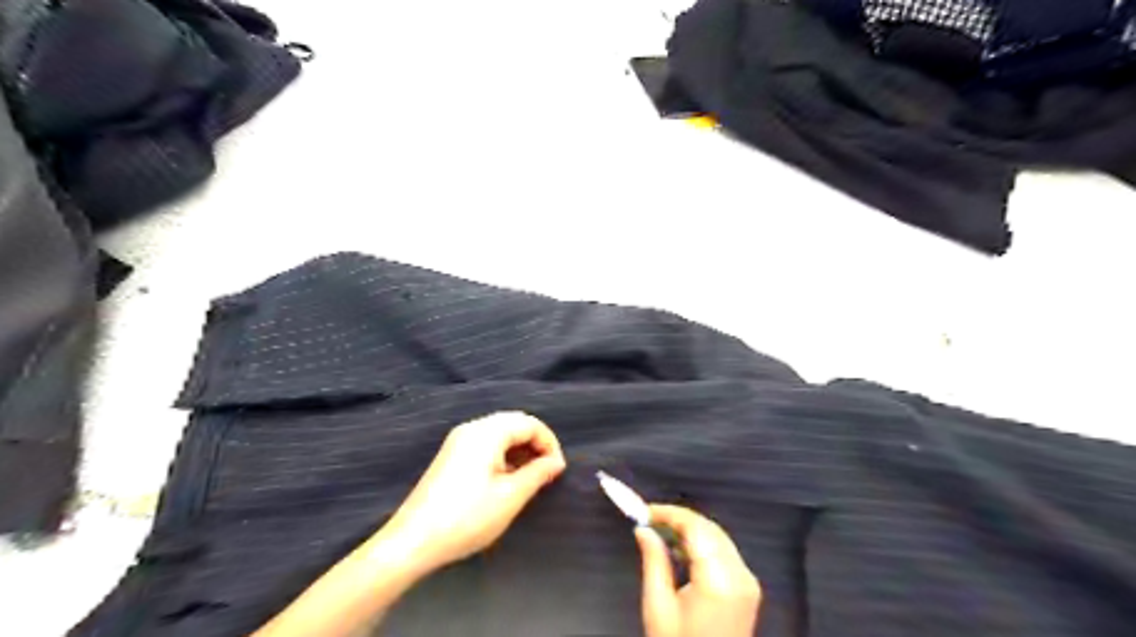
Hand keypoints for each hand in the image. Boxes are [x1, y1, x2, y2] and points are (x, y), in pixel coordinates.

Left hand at [382, 412, 565, 574]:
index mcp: (487, 432)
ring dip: (519, 449)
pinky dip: (503, 455)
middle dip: (535, 443)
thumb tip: (556, 462)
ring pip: (499, 433)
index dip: (549, 442)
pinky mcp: (450, 456)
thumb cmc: (467, 517)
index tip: (558, 469)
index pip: (529, 423)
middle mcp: (471, 428)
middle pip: (513, 423)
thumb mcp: (510, 497)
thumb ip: (538, 474)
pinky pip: (485, 444)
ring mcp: (458, 441)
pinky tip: (506, 478)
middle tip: (547, 471)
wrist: (413, 541)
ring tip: (530, 477)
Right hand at [636, 506, 757, 633]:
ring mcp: (748, 581)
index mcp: (718, 579)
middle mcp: (740, 575)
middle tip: (651, 519)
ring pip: (718, 537)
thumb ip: (654, 561)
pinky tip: (683, 551)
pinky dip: (704, 544)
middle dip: (680, 519)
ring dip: (691, 529)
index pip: (695, 527)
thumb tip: (644, 529)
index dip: (669, 513)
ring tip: (662, 533)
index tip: (645, 511)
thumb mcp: (658, 607)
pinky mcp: (749, 588)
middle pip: (709, 529)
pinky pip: (725, 552)